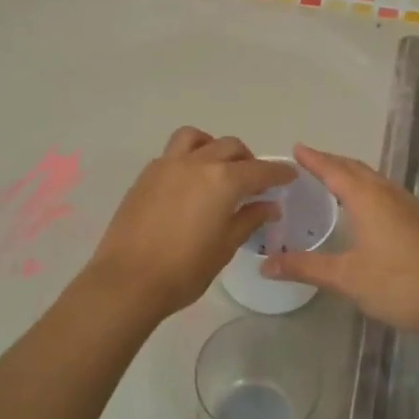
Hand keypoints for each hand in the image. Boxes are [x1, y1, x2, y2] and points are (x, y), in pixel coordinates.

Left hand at [84, 128, 296, 319]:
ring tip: (218, 169)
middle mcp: (196, 163)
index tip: (289, 175)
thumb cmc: (185, 270)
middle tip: (254, 181)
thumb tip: (268, 205)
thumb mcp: (225, 247)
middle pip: (229, 147)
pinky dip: (188, 158)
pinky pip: (172, 154)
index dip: (278, 172)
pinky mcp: (145, 176)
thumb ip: (248, 219)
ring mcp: (167, 166)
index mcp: (223, 181)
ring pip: (196, 139)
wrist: (129, 280)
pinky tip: (190, 184)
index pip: (259, 169)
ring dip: (213, 147)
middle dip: (247, 160)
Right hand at [261, 144, 418, 337]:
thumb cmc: (396, 284)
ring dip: (353, 174)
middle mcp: (389, 195)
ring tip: (334, 179)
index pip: (334, 171)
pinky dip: (368, 188)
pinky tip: (367, 206)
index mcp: (368, 200)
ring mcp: (409, 206)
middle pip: (357, 169)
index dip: (314, 160)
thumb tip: (266, 265)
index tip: (297, 148)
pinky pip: (387, 192)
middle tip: (310, 161)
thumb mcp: (345, 277)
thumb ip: (304, 267)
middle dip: (333, 162)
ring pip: (375, 179)